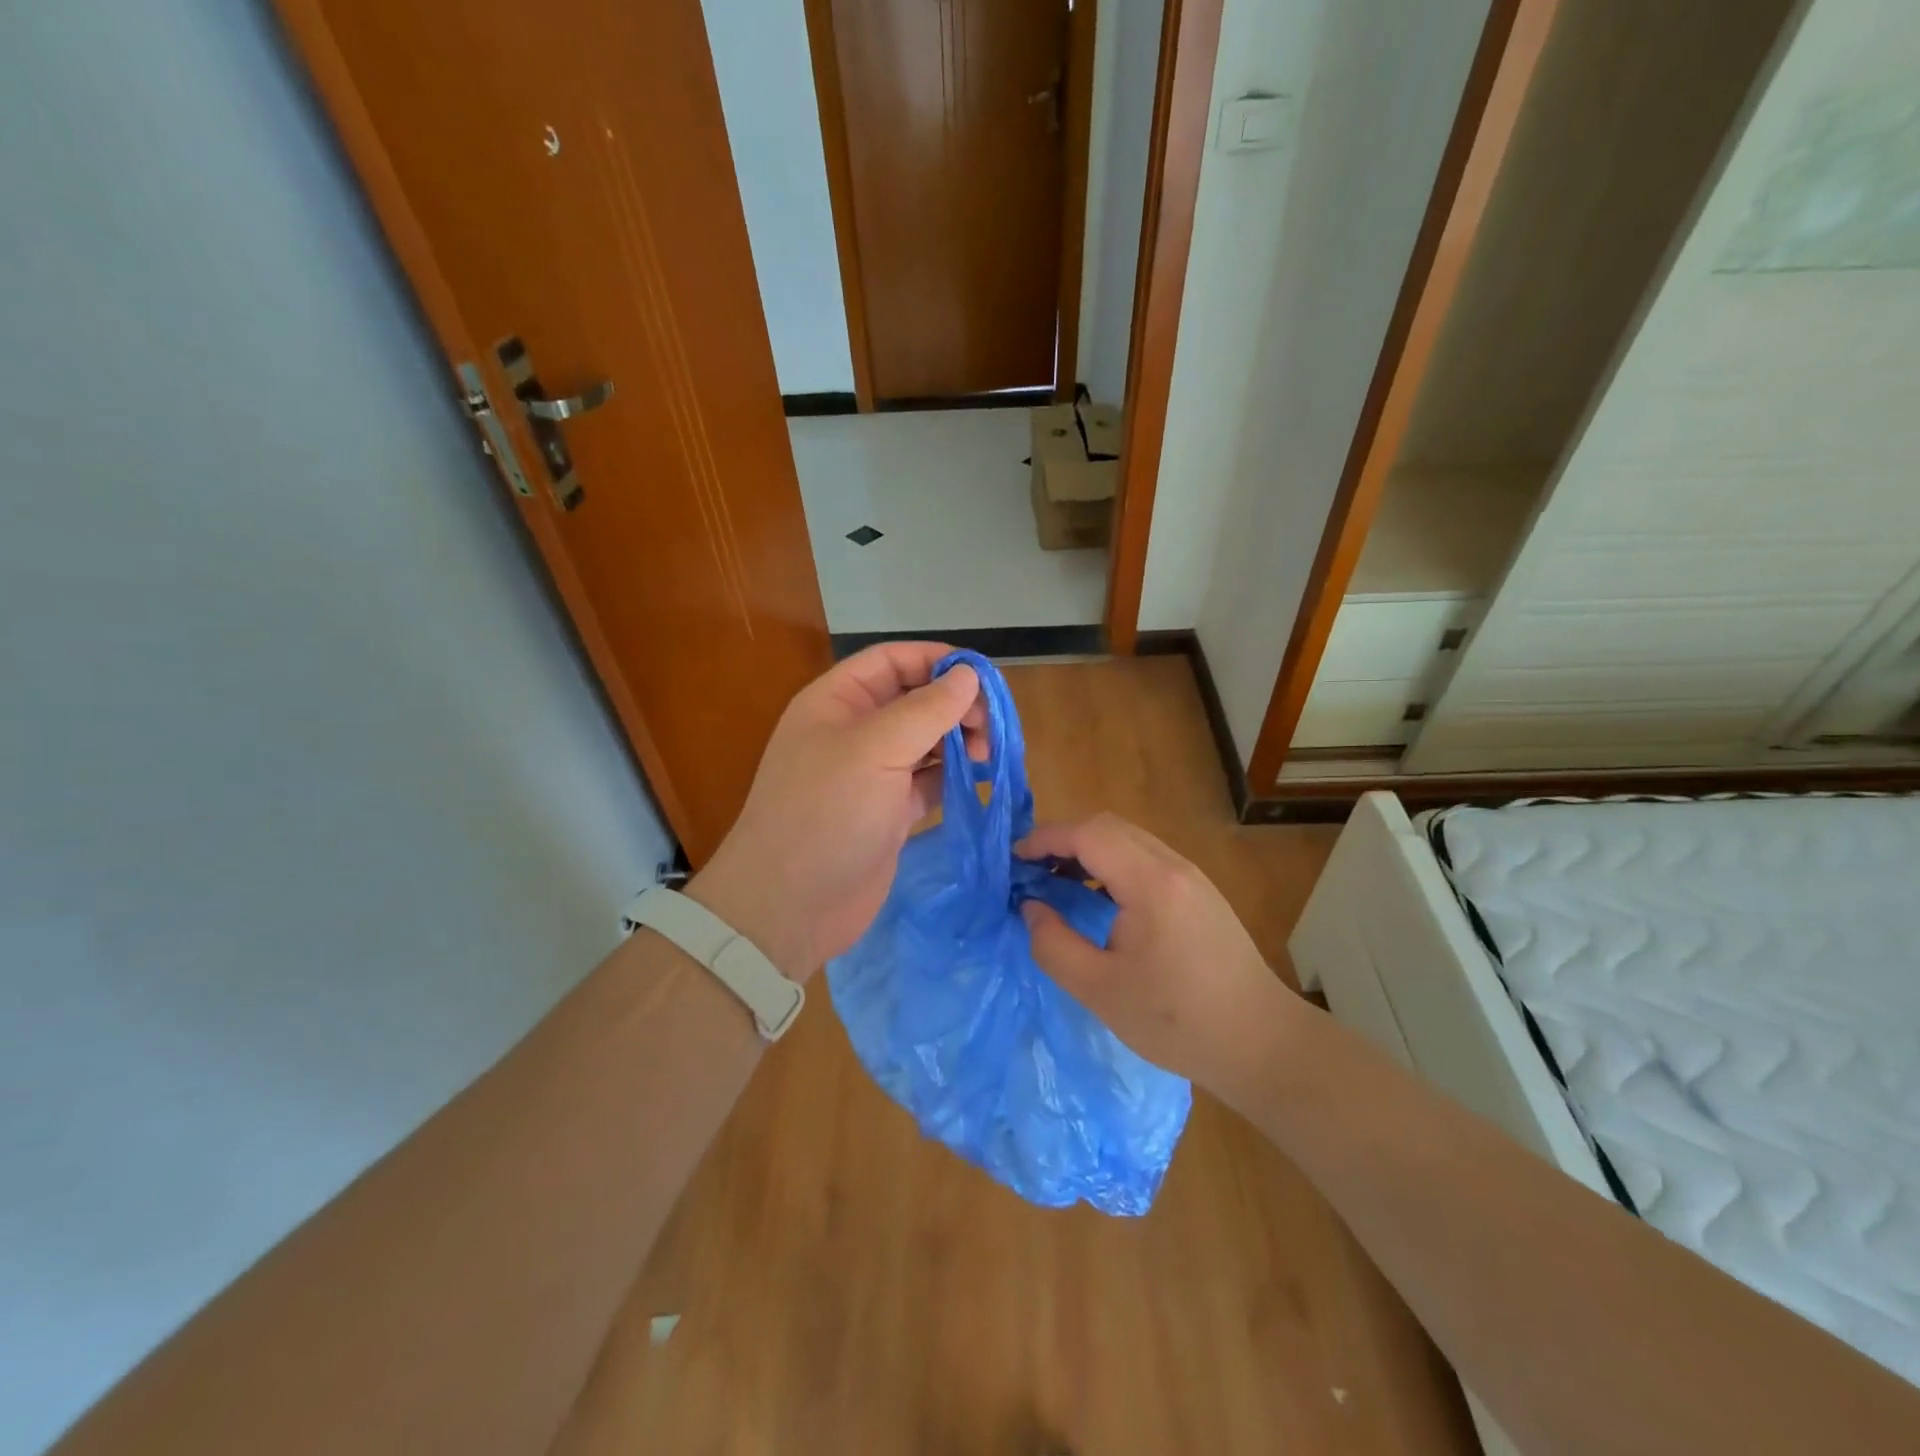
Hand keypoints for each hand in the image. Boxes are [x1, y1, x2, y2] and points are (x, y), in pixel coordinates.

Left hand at [688, 642, 986, 979]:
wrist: (790, 905)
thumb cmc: (827, 814)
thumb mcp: (875, 750)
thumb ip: (926, 709)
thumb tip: (968, 674)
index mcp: (837, 702)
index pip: (892, 661)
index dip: (936, 660)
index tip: (982, 676)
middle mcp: (854, 731)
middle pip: (913, 699)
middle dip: (954, 704)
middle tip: (990, 727)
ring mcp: (871, 774)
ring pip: (925, 741)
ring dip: (959, 740)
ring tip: (990, 754)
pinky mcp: (888, 812)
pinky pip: (928, 781)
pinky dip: (954, 776)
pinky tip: (981, 779)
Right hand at [1015, 814, 1302, 1099]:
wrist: (1261, 1043)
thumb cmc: (1177, 1022)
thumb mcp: (1100, 991)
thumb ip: (1054, 945)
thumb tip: (1030, 907)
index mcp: (1151, 883)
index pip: (1088, 834)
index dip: (1044, 839)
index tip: (1013, 861)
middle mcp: (1173, 866)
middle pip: (1108, 827)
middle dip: (1062, 839)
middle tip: (1030, 871)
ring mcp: (1191, 876)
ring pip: (1128, 839)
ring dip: (1087, 850)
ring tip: (1056, 882)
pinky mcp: (1199, 892)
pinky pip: (1145, 858)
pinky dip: (1111, 864)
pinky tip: (1097, 898)